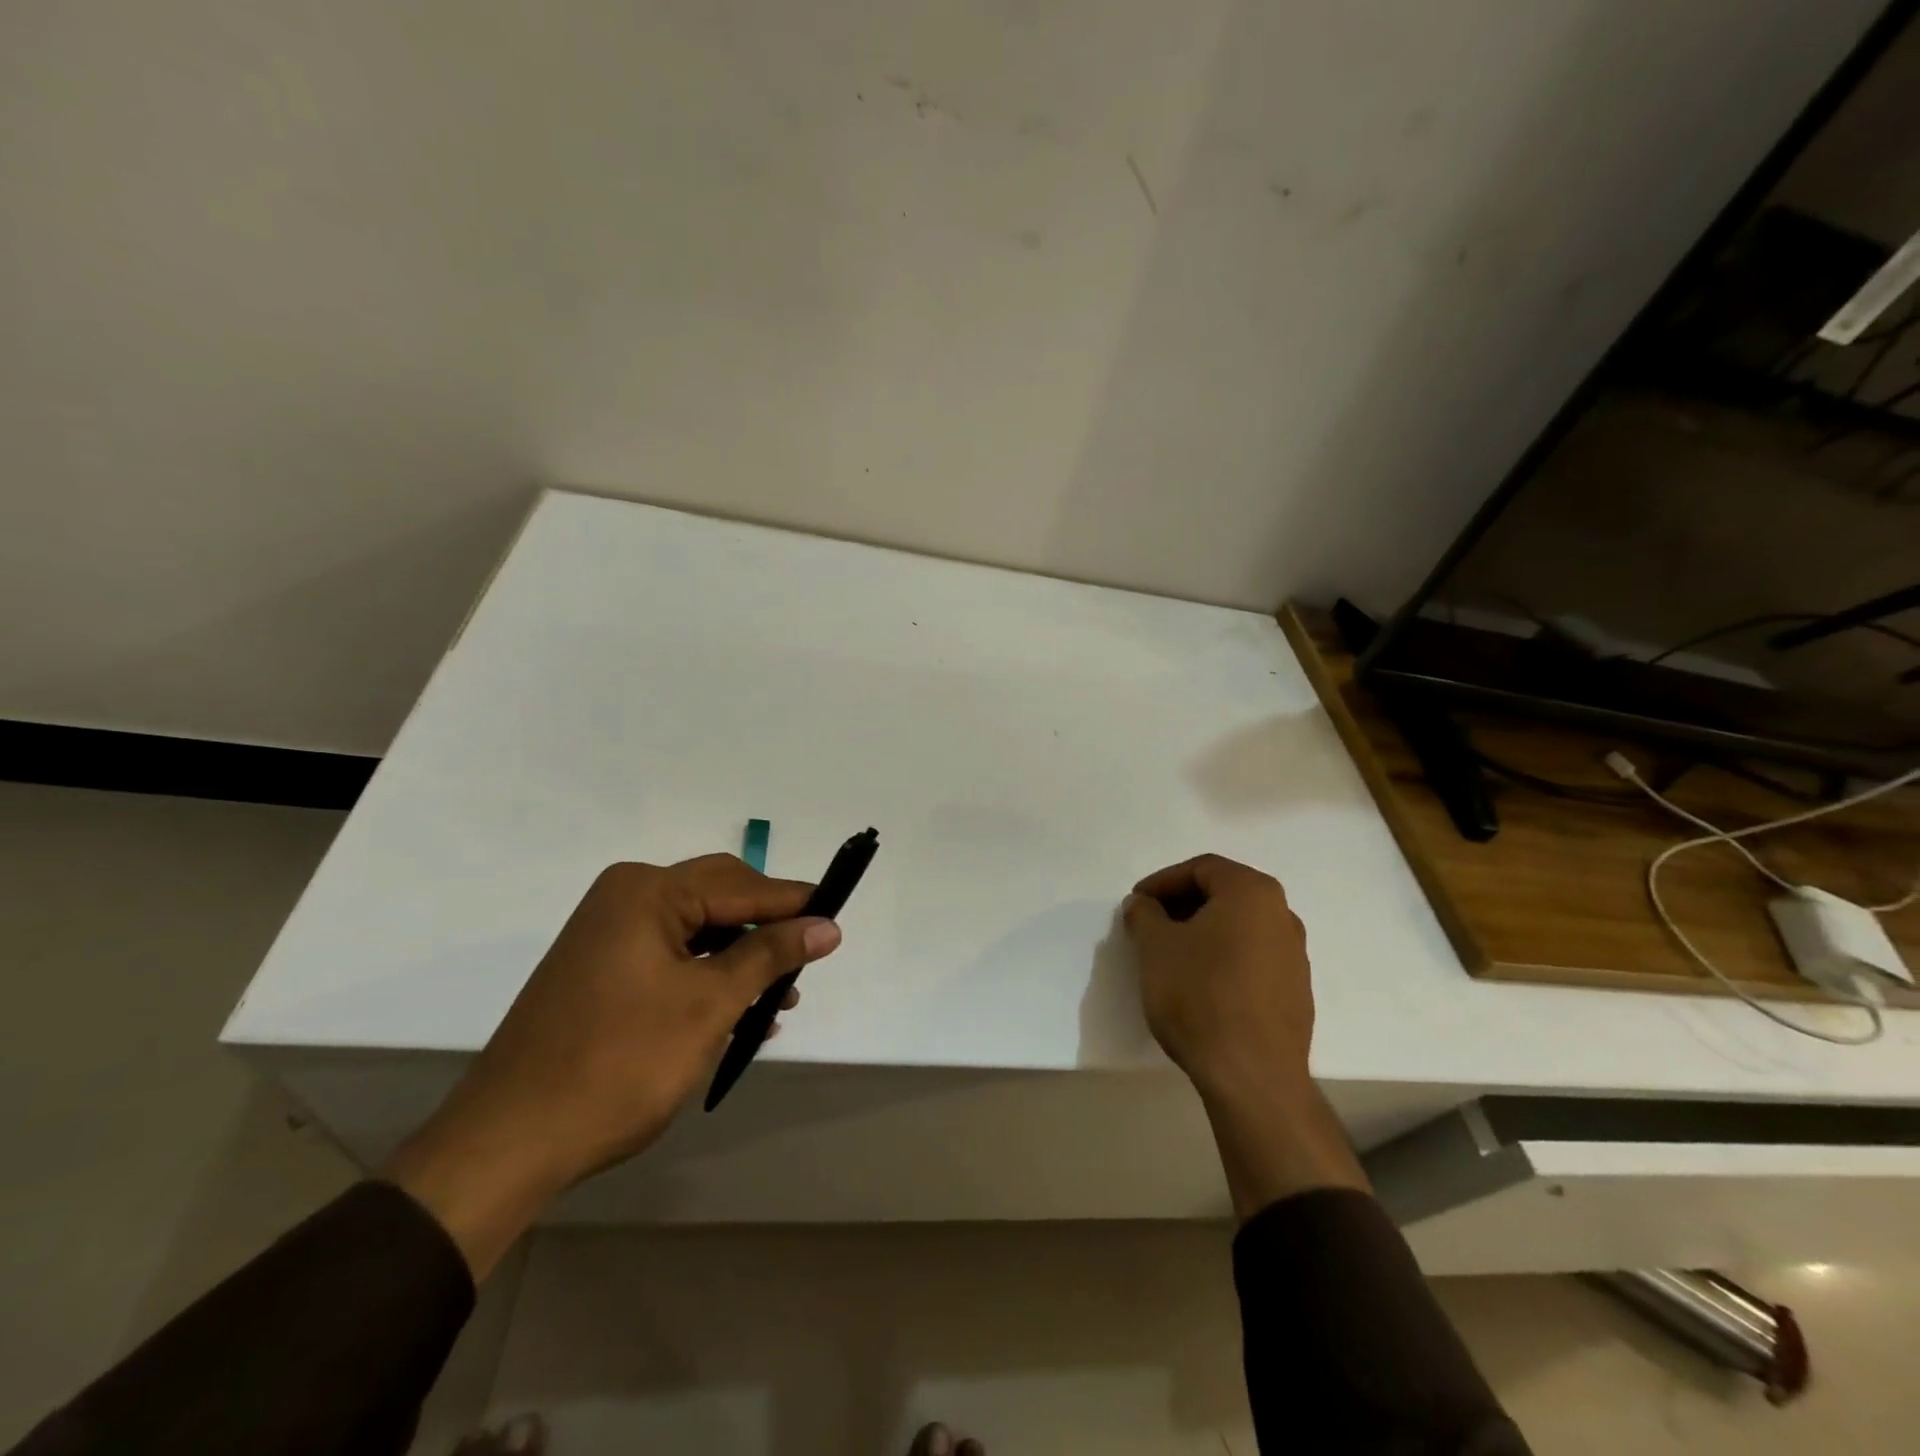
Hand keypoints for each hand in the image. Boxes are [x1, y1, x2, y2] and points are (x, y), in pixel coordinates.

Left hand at [386, 855, 841, 1274]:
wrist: (509, 1143)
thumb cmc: (619, 1063)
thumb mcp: (708, 1004)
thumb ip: (770, 954)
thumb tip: (828, 925)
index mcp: (647, 891)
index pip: (741, 885)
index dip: (794, 903)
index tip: (838, 917)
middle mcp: (625, 899)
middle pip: (719, 899)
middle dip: (766, 930)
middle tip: (809, 959)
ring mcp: (608, 935)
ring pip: (698, 931)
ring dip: (741, 959)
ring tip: (781, 997)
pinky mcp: (602, 970)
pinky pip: (673, 957)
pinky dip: (709, 977)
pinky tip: (741, 1012)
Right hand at [1124, 854, 1366, 1216]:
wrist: (1253, 1076)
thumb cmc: (1200, 996)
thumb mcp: (1155, 947)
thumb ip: (1144, 914)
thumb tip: (1143, 905)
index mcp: (1252, 893)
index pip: (1202, 868)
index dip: (1163, 881)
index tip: (1137, 903)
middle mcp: (1282, 915)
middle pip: (1224, 894)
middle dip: (1182, 904)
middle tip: (1150, 924)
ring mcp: (1295, 955)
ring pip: (1240, 927)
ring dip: (1203, 931)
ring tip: (1171, 955)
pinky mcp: (1296, 991)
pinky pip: (1253, 957)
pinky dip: (1224, 957)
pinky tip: (1200, 983)